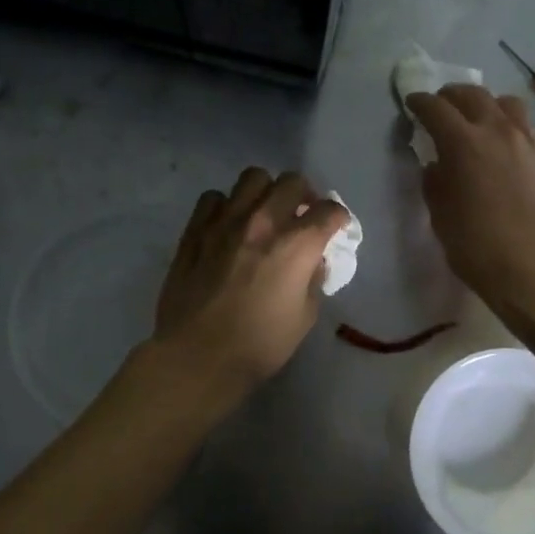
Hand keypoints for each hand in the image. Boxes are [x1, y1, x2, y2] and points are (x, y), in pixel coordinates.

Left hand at [152, 168, 348, 396]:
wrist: (198, 356)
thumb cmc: (259, 344)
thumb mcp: (305, 317)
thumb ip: (312, 280)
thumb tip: (312, 261)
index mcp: (296, 245)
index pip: (329, 211)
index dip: (338, 218)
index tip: (336, 228)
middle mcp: (263, 222)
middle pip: (292, 182)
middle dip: (304, 194)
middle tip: (301, 214)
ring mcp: (225, 221)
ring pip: (252, 178)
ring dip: (265, 191)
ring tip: (264, 212)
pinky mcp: (195, 229)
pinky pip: (213, 198)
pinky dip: (225, 205)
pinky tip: (227, 224)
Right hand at [406, 86, 534, 321]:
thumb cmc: (479, 247)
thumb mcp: (441, 217)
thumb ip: (435, 184)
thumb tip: (437, 165)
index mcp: (463, 143)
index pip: (436, 108)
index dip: (420, 103)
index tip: (412, 104)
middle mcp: (497, 131)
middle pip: (473, 95)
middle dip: (452, 96)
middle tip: (441, 106)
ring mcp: (528, 142)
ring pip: (506, 103)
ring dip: (486, 104)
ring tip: (479, 119)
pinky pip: (526, 127)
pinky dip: (510, 125)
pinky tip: (505, 144)